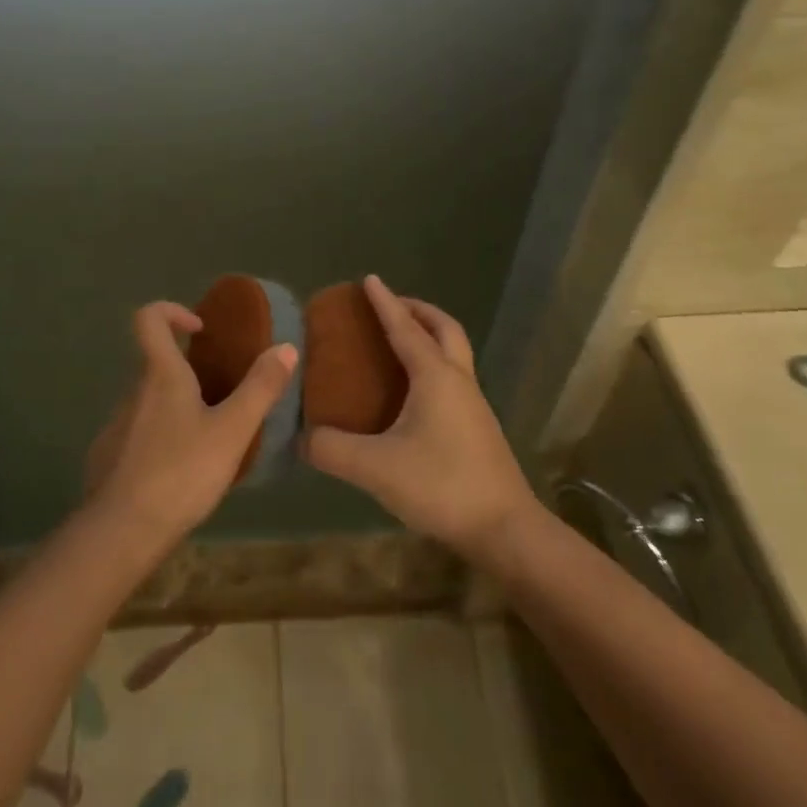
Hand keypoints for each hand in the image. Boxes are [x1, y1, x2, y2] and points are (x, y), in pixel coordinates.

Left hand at [83, 301, 296, 549]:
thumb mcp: (232, 431)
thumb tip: (285, 347)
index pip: (149, 318)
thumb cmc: (181, 472)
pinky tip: (181, 470)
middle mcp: (133, 391)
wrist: (123, 531)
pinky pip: (138, 433)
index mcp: (161, 376)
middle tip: (222, 396)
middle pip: (156, 363)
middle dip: (188, 371)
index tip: (200, 330)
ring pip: (149, 401)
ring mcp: (117, 424)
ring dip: (177, 407)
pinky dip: (160, 438)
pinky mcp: (109, 456)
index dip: (172, 311)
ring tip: (209, 438)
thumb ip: (260, 388)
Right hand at [301, 276, 536, 558]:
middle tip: (391, 307)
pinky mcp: (478, 426)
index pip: (405, 328)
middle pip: (444, 328)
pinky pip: (455, 376)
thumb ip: (332, 450)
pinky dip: (435, 364)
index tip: (369, 278)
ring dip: (430, 335)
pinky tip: (414, 392)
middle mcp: (458, 380)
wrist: (504, 528)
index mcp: (434, 376)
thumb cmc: (441, 485)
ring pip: (454, 352)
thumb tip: (302, 438)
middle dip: (418, 310)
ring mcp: (473, 403)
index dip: (384, 303)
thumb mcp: (375, 468)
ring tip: (400, 343)